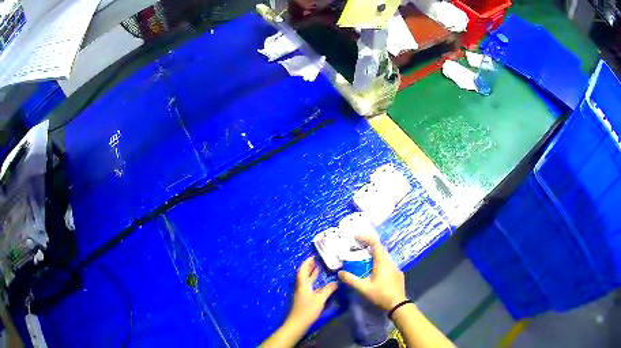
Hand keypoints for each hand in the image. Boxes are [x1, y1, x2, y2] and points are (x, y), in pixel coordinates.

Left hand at [287, 257, 337, 328]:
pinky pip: (309, 286)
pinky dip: (313, 282)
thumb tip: (336, 282)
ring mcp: (302, 293)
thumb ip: (328, 290)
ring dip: (311, 274)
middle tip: (317, 260)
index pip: (303, 270)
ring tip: (319, 269)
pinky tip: (320, 284)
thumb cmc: (307, 310)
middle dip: (309, 267)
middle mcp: (301, 287)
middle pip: (304, 274)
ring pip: (306, 281)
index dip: (307, 263)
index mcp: (303, 285)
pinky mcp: (304, 299)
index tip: (313, 256)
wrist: (298, 323)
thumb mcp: (320, 299)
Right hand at [338, 234, 406, 310]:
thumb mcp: (363, 288)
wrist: (397, 305)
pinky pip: (388, 264)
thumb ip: (351, 279)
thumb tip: (340, 272)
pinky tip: (375, 271)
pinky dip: (380, 263)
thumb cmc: (380, 295)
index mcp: (382, 262)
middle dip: (368, 246)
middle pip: (380, 249)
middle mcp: (390, 262)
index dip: (365, 237)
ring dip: (374, 255)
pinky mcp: (398, 274)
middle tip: (357, 248)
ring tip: (364, 259)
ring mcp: (396, 268)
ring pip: (384, 257)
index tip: (356, 236)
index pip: (375, 243)